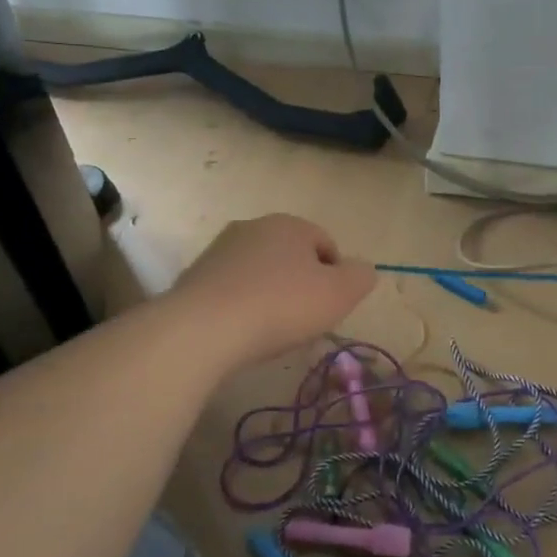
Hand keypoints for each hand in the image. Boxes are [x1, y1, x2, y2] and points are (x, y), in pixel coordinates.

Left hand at [172, 214, 375, 368]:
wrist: (203, 329)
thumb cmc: (281, 306)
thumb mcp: (340, 294)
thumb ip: (360, 277)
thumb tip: (362, 270)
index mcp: (290, 224)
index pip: (326, 244)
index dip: (336, 277)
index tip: (330, 308)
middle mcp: (253, 227)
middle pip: (291, 257)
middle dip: (301, 285)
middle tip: (304, 320)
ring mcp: (220, 250)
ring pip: (260, 272)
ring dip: (270, 296)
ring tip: (271, 331)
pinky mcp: (195, 277)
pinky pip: (232, 290)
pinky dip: (242, 307)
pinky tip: (242, 332)